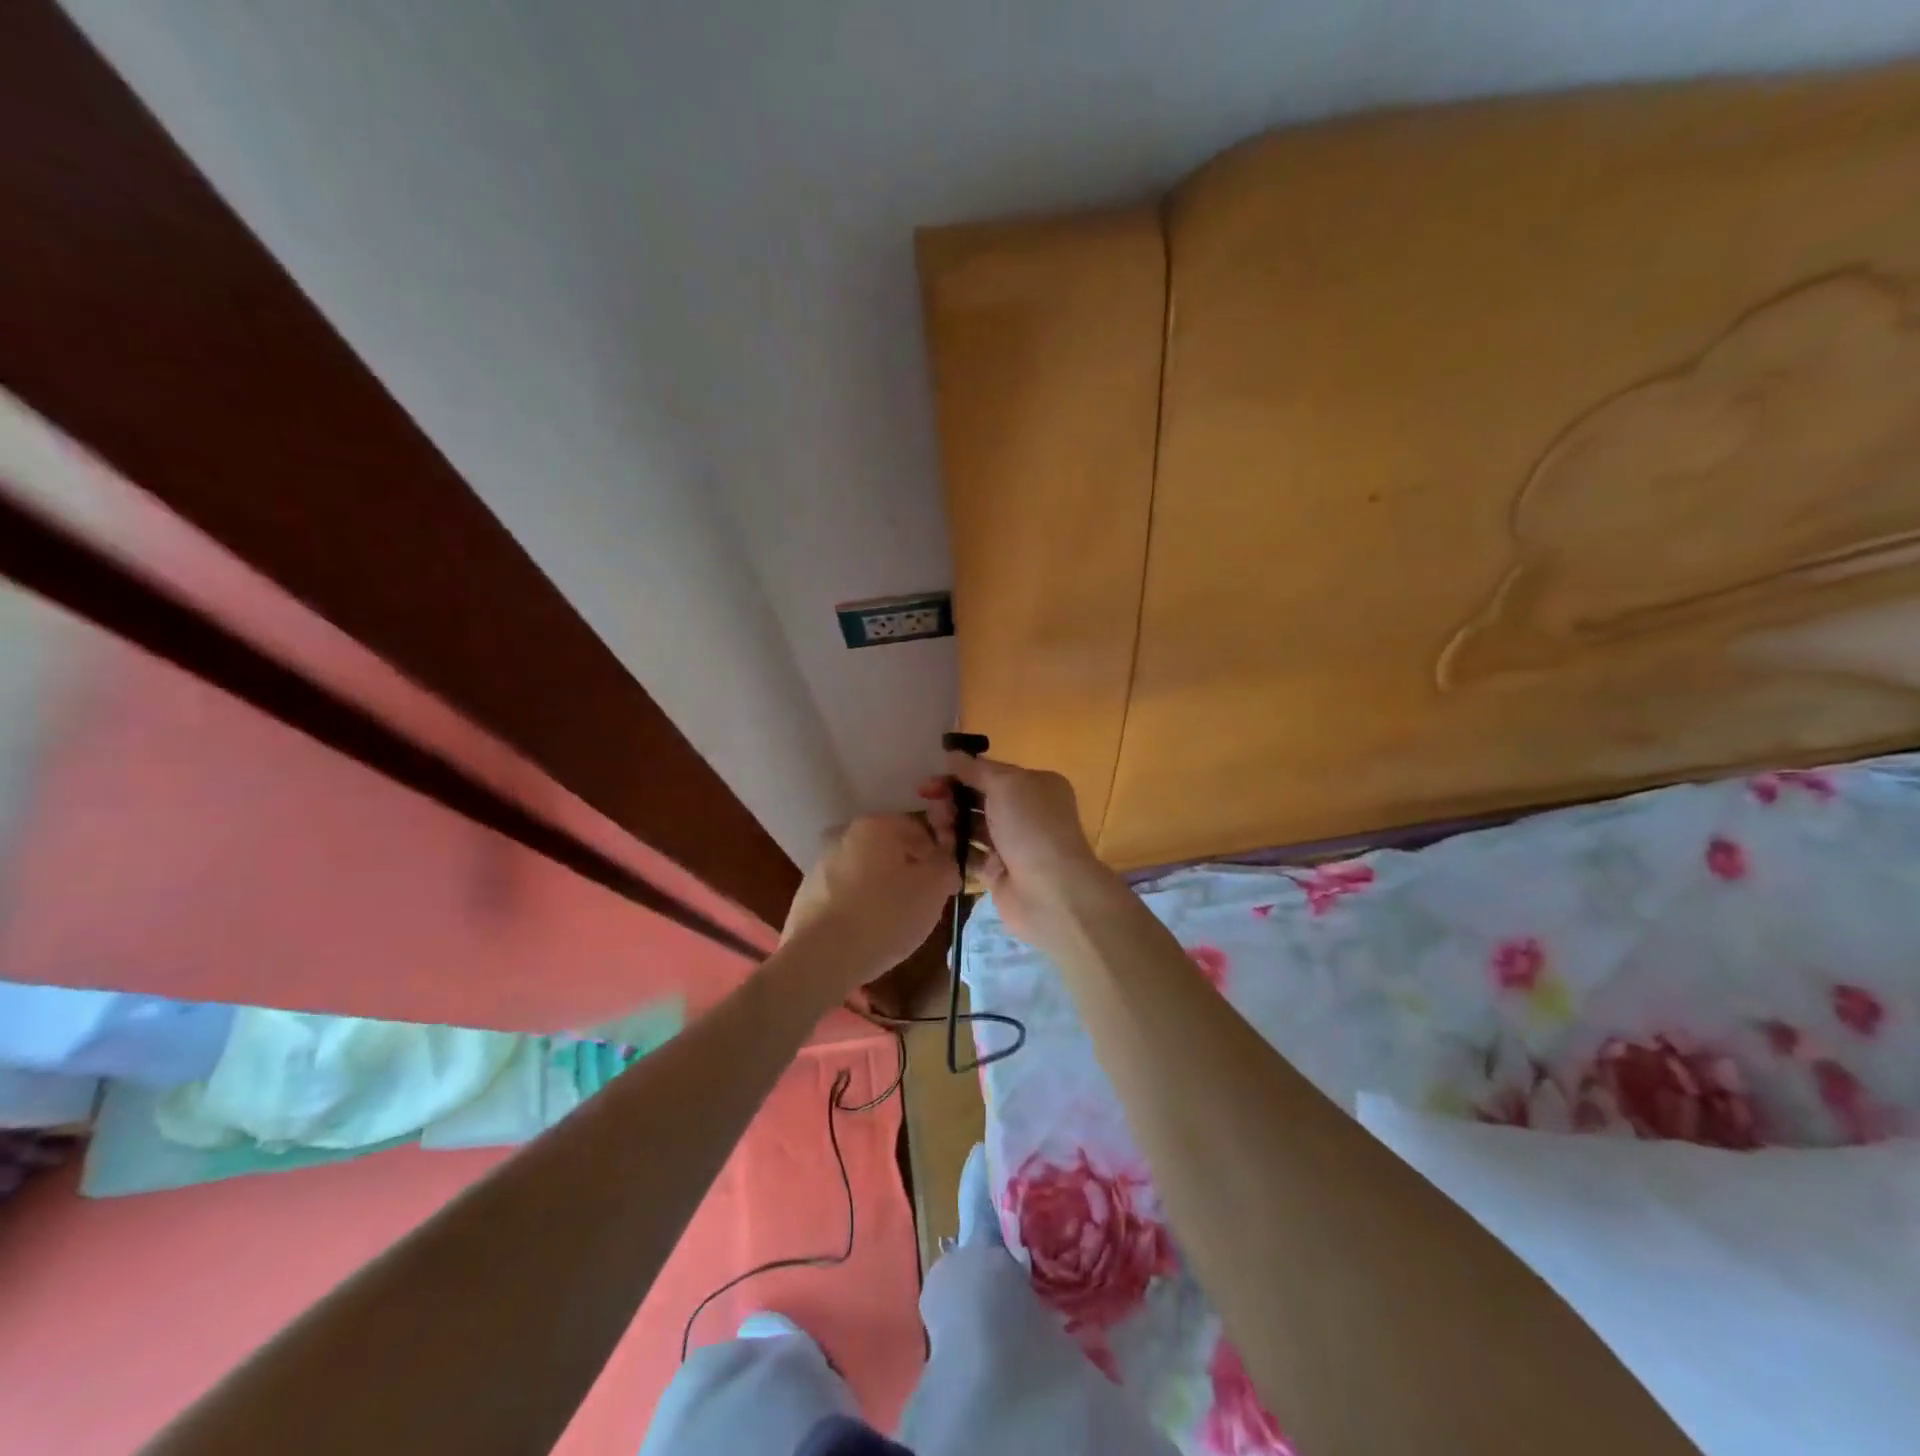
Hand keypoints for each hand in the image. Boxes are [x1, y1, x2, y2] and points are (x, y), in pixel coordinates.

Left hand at [780, 814, 957, 988]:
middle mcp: (844, 835)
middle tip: (923, 907)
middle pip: (890, 851)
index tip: (944, 887)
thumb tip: (944, 863)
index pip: (919, 830)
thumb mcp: (933, 889)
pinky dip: (859, 908)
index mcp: (876, 825)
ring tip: (895, 925)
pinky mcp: (806, 894)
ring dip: (883, 891)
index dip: (938, 858)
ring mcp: (820, 864)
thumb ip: (947, 866)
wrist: (820, 958)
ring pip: (866, 873)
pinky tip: (867, 934)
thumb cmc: (884, 915)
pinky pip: (845, 896)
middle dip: (909, 874)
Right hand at [919, 755, 1110, 946]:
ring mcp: (1011, 844)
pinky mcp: (997, 872)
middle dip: (951, 797)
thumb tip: (952, 755)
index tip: (931, 778)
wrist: (1050, 891)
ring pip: (971, 826)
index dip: (960, 772)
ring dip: (950, 822)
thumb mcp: (1006, 785)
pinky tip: (937, 845)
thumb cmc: (1032, 827)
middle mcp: (1025, 812)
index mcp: (1035, 785)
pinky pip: (969, 854)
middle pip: (979, 798)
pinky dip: (953, 849)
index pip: (991, 772)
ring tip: (936, 826)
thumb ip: (976, 770)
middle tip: (928, 801)